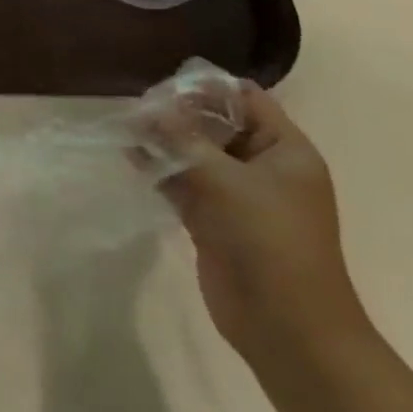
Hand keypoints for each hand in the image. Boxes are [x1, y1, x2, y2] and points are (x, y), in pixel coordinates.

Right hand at [155, 86, 372, 371]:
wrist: (287, 327)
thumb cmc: (267, 240)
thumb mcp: (222, 180)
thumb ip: (181, 139)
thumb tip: (146, 109)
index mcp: (285, 150)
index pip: (247, 99)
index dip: (207, 87)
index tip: (164, 84)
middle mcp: (264, 167)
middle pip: (218, 124)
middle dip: (178, 113)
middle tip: (137, 105)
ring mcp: (239, 196)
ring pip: (197, 154)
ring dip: (165, 141)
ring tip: (126, 126)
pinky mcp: (216, 220)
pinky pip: (185, 183)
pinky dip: (161, 169)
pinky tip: (130, 157)